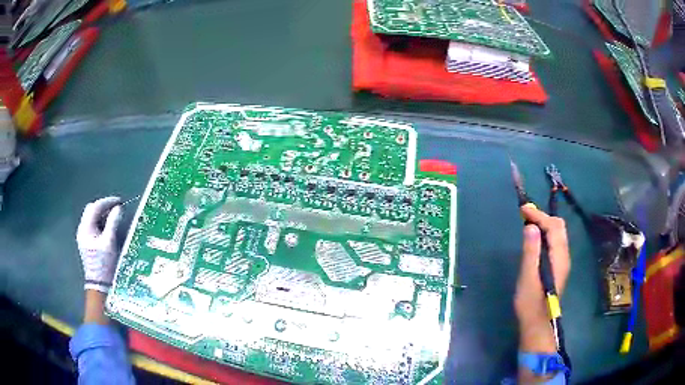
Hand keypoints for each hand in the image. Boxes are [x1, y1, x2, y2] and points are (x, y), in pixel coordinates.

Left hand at [76, 197, 122, 292]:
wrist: (99, 286)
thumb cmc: (104, 264)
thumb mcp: (109, 242)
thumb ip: (113, 223)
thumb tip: (118, 208)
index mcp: (85, 228)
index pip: (95, 207)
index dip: (107, 202)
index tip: (119, 201)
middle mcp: (82, 230)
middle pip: (92, 210)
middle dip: (104, 207)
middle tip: (117, 208)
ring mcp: (84, 237)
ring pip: (93, 218)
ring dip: (103, 215)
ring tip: (115, 217)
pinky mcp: (87, 243)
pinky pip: (94, 226)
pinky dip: (101, 223)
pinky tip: (109, 227)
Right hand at [514, 205, 570, 352]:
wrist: (538, 323)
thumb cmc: (531, 302)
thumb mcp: (528, 277)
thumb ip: (531, 251)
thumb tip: (530, 226)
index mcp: (558, 257)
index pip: (552, 226)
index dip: (539, 215)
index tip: (523, 209)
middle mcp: (564, 255)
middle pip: (559, 227)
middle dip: (543, 216)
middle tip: (525, 215)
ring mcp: (562, 261)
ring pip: (558, 233)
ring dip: (545, 223)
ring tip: (528, 223)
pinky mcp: (558, 266)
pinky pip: (555, 242)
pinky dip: (546, 233)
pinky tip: (535, 239)